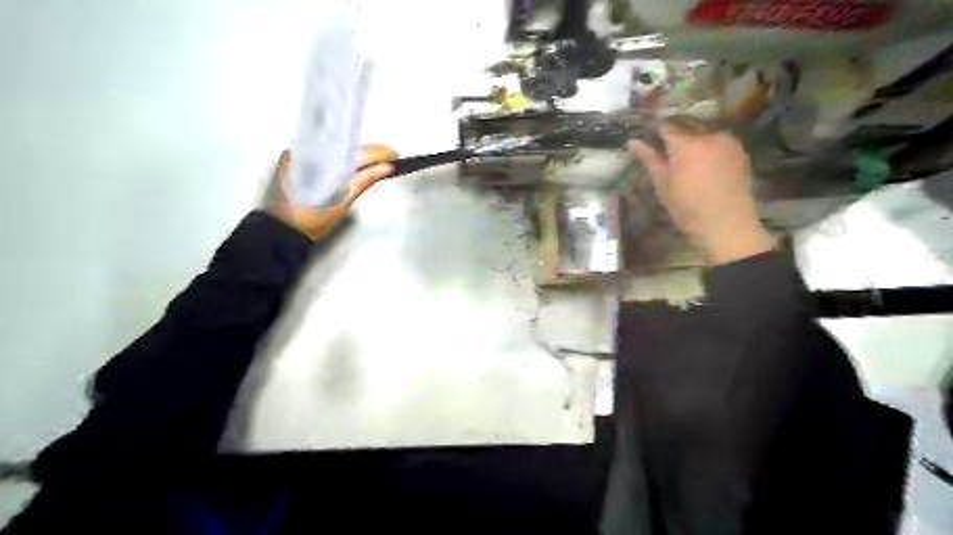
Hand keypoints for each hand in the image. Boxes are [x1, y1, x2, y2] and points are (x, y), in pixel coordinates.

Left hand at [263, 143, 394, 240]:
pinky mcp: (293, 161)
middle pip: (343, 146)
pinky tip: (355, 164)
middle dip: (368, 151)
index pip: (352, 150)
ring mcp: (297, 155)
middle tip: (390, 157)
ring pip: (334, 149)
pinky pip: (324, 154)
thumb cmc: (311, 221)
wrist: (280, 232)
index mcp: (318, 161)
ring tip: (378, 160)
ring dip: (356, 154)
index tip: (394, 154)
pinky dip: (341, 159)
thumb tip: (387, 167)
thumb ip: (364, 180)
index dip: (376, 151)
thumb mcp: (341, 202)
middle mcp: (305, 151)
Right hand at [630, 120, 777, 263]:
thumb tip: (632, 141)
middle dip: (674, 133)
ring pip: (703, 132)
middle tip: (664, 148)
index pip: (665, 126)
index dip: (654, 130)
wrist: (726, 224)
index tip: (647, 137)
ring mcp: (727, 141)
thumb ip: (649, 159)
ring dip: (692, 139)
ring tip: (685, 156)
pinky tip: (703, 162)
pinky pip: (718, 140)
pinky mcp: (739, 150)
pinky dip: (708, 146)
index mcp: (686, 144)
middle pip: (686, 125)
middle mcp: (708, 135)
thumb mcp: (663, 185)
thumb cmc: (687, 208)